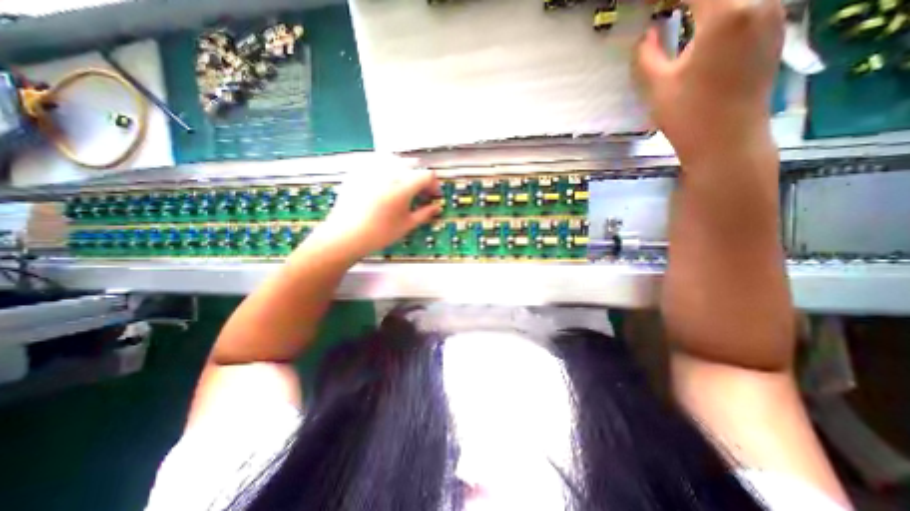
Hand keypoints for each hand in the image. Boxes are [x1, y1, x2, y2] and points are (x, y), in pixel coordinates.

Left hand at [310, 156, 442, 259]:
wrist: (345, 235)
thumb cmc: (380, 233)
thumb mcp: (407, 225)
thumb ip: (425, 213)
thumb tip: (437, 207)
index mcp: (403, 185)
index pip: (427, 175)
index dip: (434, 185)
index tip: (433, 196)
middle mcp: (389, 171)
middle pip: (412, 165)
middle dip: (420, 178)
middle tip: (419, 193)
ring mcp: (371, 168)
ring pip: (395, 160)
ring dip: (404, 170)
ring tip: (402, 185)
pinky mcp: (358, 170)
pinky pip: (377, 161)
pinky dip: (386, 168)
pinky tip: (384, 182)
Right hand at [634, 0, 789, 165]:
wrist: (727, 140)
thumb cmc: (687, 115)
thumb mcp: (657, 87)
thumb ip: (647, 56)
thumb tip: (647, 35)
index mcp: (725, 15)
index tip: (650, 6)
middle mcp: (758, 4)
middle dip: (690, 0)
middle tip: (665, 10)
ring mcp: (772, 16)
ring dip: (709, 5)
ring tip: (682, 14)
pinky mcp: (774, 32)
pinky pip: (751, 6)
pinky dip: (727, 10)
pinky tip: (707, 25)